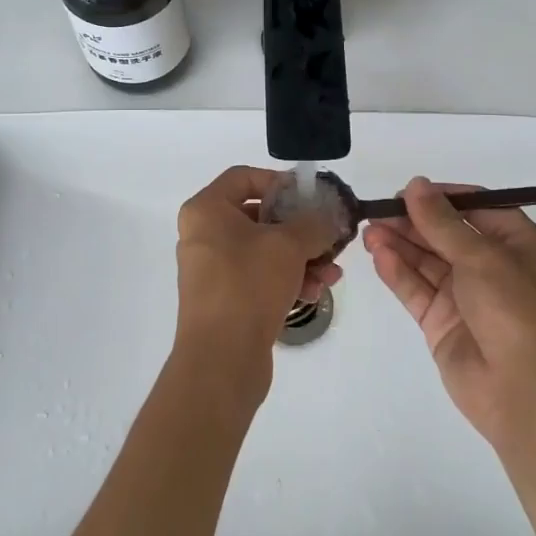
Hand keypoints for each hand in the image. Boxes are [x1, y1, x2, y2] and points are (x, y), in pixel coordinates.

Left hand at [174, 166, 342, 402]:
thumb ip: (313, 223)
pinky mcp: (224, 299)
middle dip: (299, 228)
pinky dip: (287, 279)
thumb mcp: (288, 245)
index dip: (279, 181)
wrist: (221, 358)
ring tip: (331, 273)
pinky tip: (315, 291)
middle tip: (328, 236)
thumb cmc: (248, 285)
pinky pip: (259, 277)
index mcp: (206, 210)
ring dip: (301, 258)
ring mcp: (212, 269)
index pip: (244, 177)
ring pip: (263, 250)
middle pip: (258, 216)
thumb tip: (328, 217)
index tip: (310, 197)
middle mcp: (203, 235)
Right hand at [363, 177, 535, 462]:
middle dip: (412, 222)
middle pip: (445, 234)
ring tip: (369, 232)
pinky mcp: (442, 322)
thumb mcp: (482, 257)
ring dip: (399, 245)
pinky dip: (398, 273)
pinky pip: (417, 289)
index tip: (407, 191)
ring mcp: (465, 296)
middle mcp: (493, 267)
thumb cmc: (515, 311)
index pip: (476, 208)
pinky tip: (379, 257)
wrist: (524, 393)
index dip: (441, 198)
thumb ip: (442, 222)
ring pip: (427, 261)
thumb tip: (415, 184)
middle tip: (377, 211)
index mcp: (518, 245)